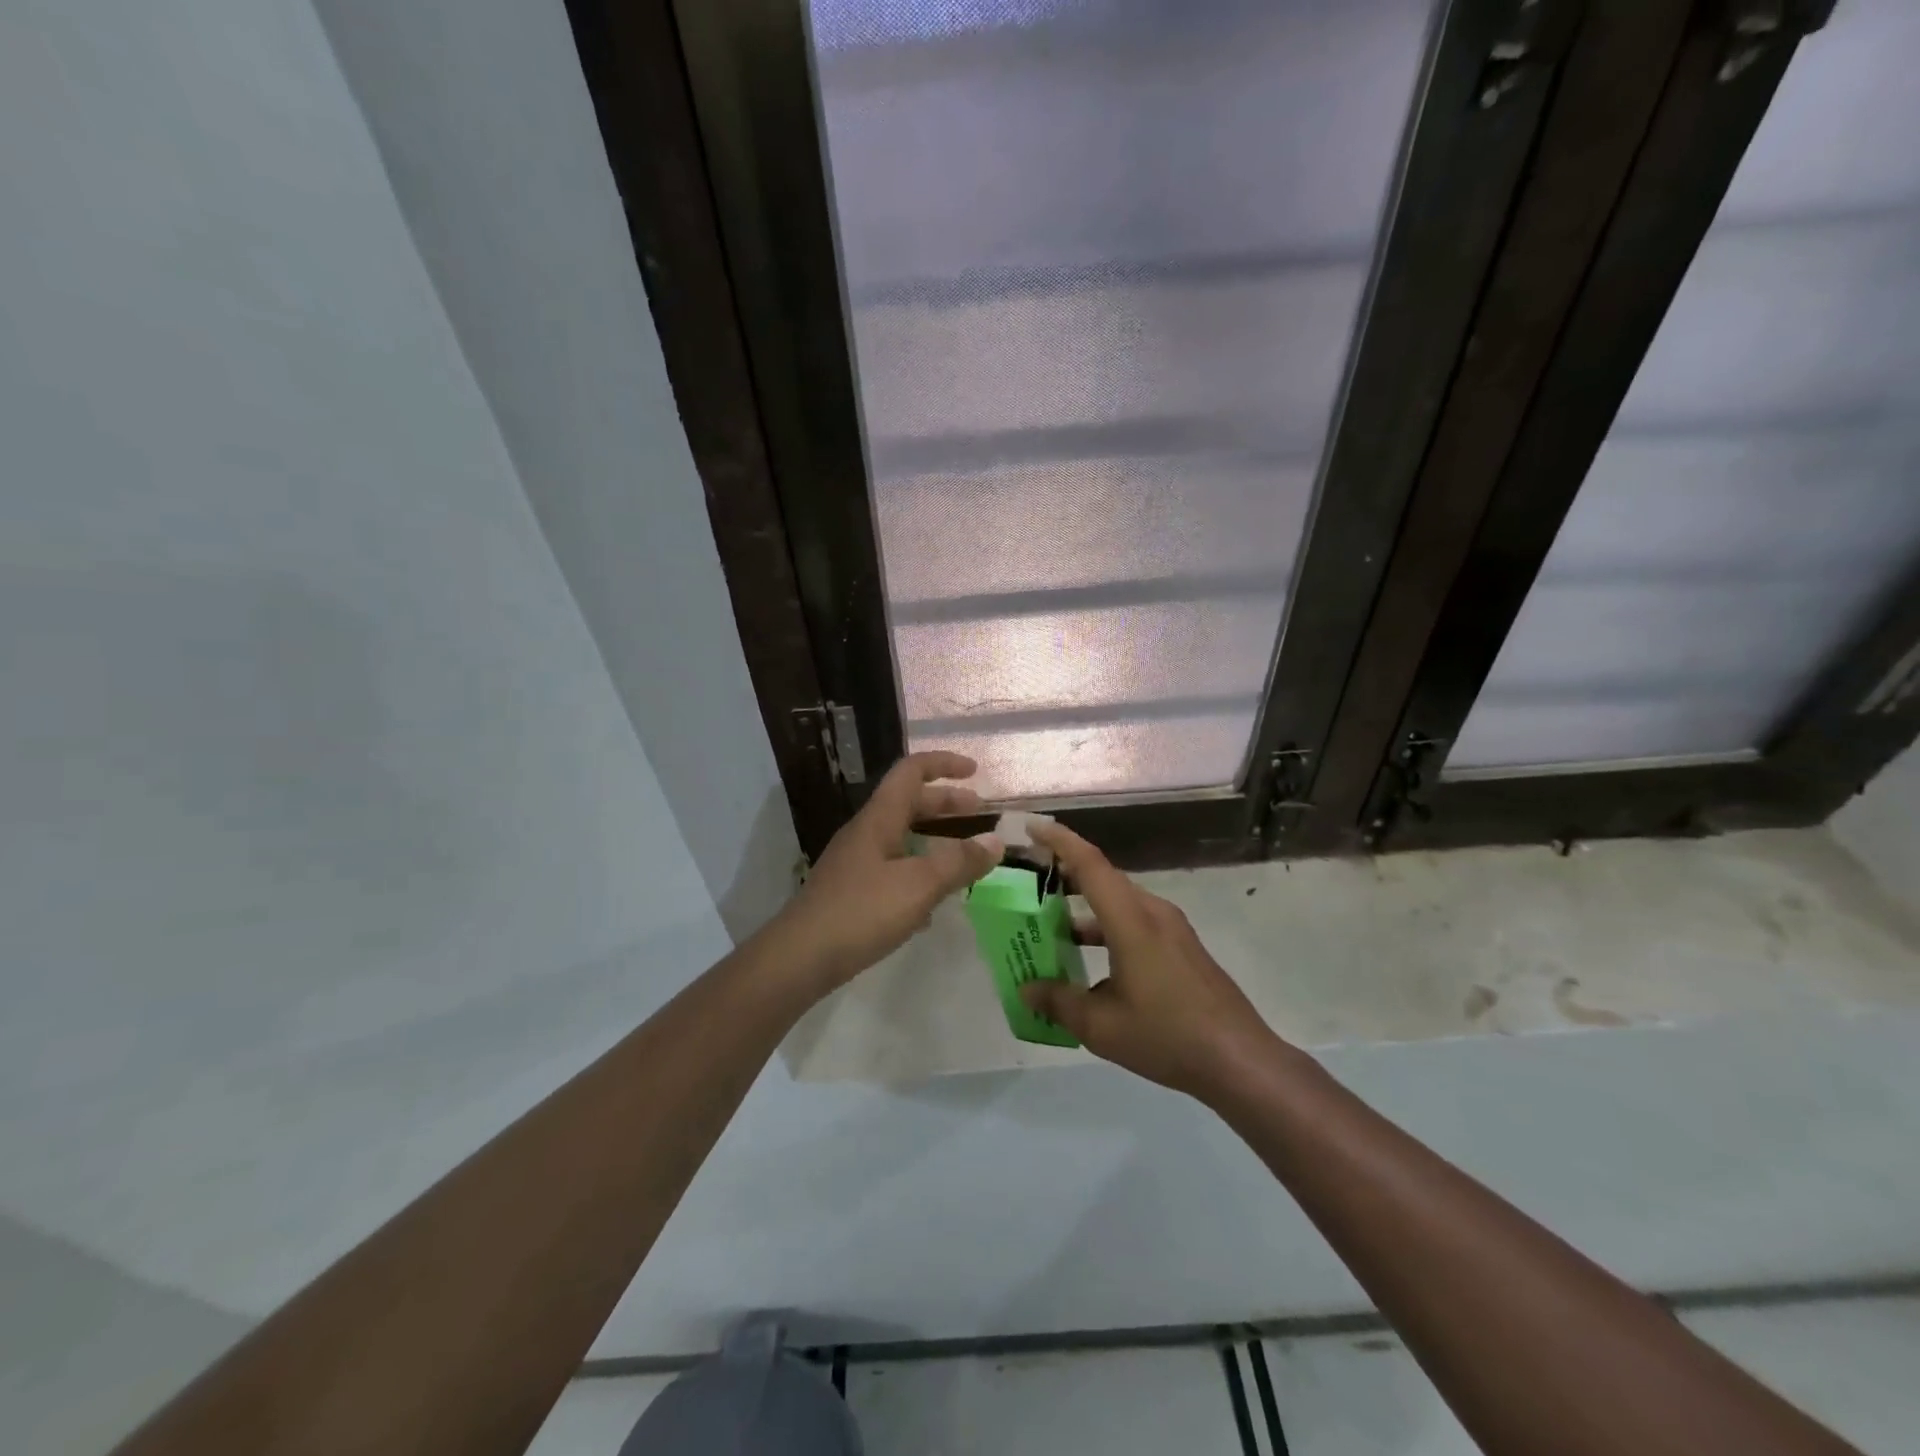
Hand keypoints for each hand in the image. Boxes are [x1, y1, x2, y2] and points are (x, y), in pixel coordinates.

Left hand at [774, 751, 1001, 990]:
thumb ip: (959, 862)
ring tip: (964, 856)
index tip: (975, 771)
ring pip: (902, 837)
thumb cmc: (862, 911)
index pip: (912, 771)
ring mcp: (856, 862)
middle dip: (946, 803)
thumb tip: (996, 842)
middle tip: (980, 811)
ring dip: (935, 838)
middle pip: (909, 803)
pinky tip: (934, 901)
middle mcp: (866, 832)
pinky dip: (919, 871)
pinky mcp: (852, 891)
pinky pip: (893, 868)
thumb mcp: (919, 885)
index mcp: (880, 818)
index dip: (944, 764)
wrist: (800, 957)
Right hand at [1019, 819, 1280, 1098]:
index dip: (1059, 841)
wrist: (1240, 1061)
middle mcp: (1153, 912)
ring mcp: (1172, 929)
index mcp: (1131, 920)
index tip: (1031, 827)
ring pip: (1119, 902)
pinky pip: (1135, 921)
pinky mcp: (1182, 947)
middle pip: (1104, 878)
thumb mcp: (1101, 1026)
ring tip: (1050, 923)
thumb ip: (1059, 1002)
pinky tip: (1089, 959)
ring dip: (1086, 906)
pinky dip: (1106, 927)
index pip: (1090, 864)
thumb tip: (1027, 989)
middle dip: (1065, 873)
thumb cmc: (1167, 1036)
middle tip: (1029, 879)